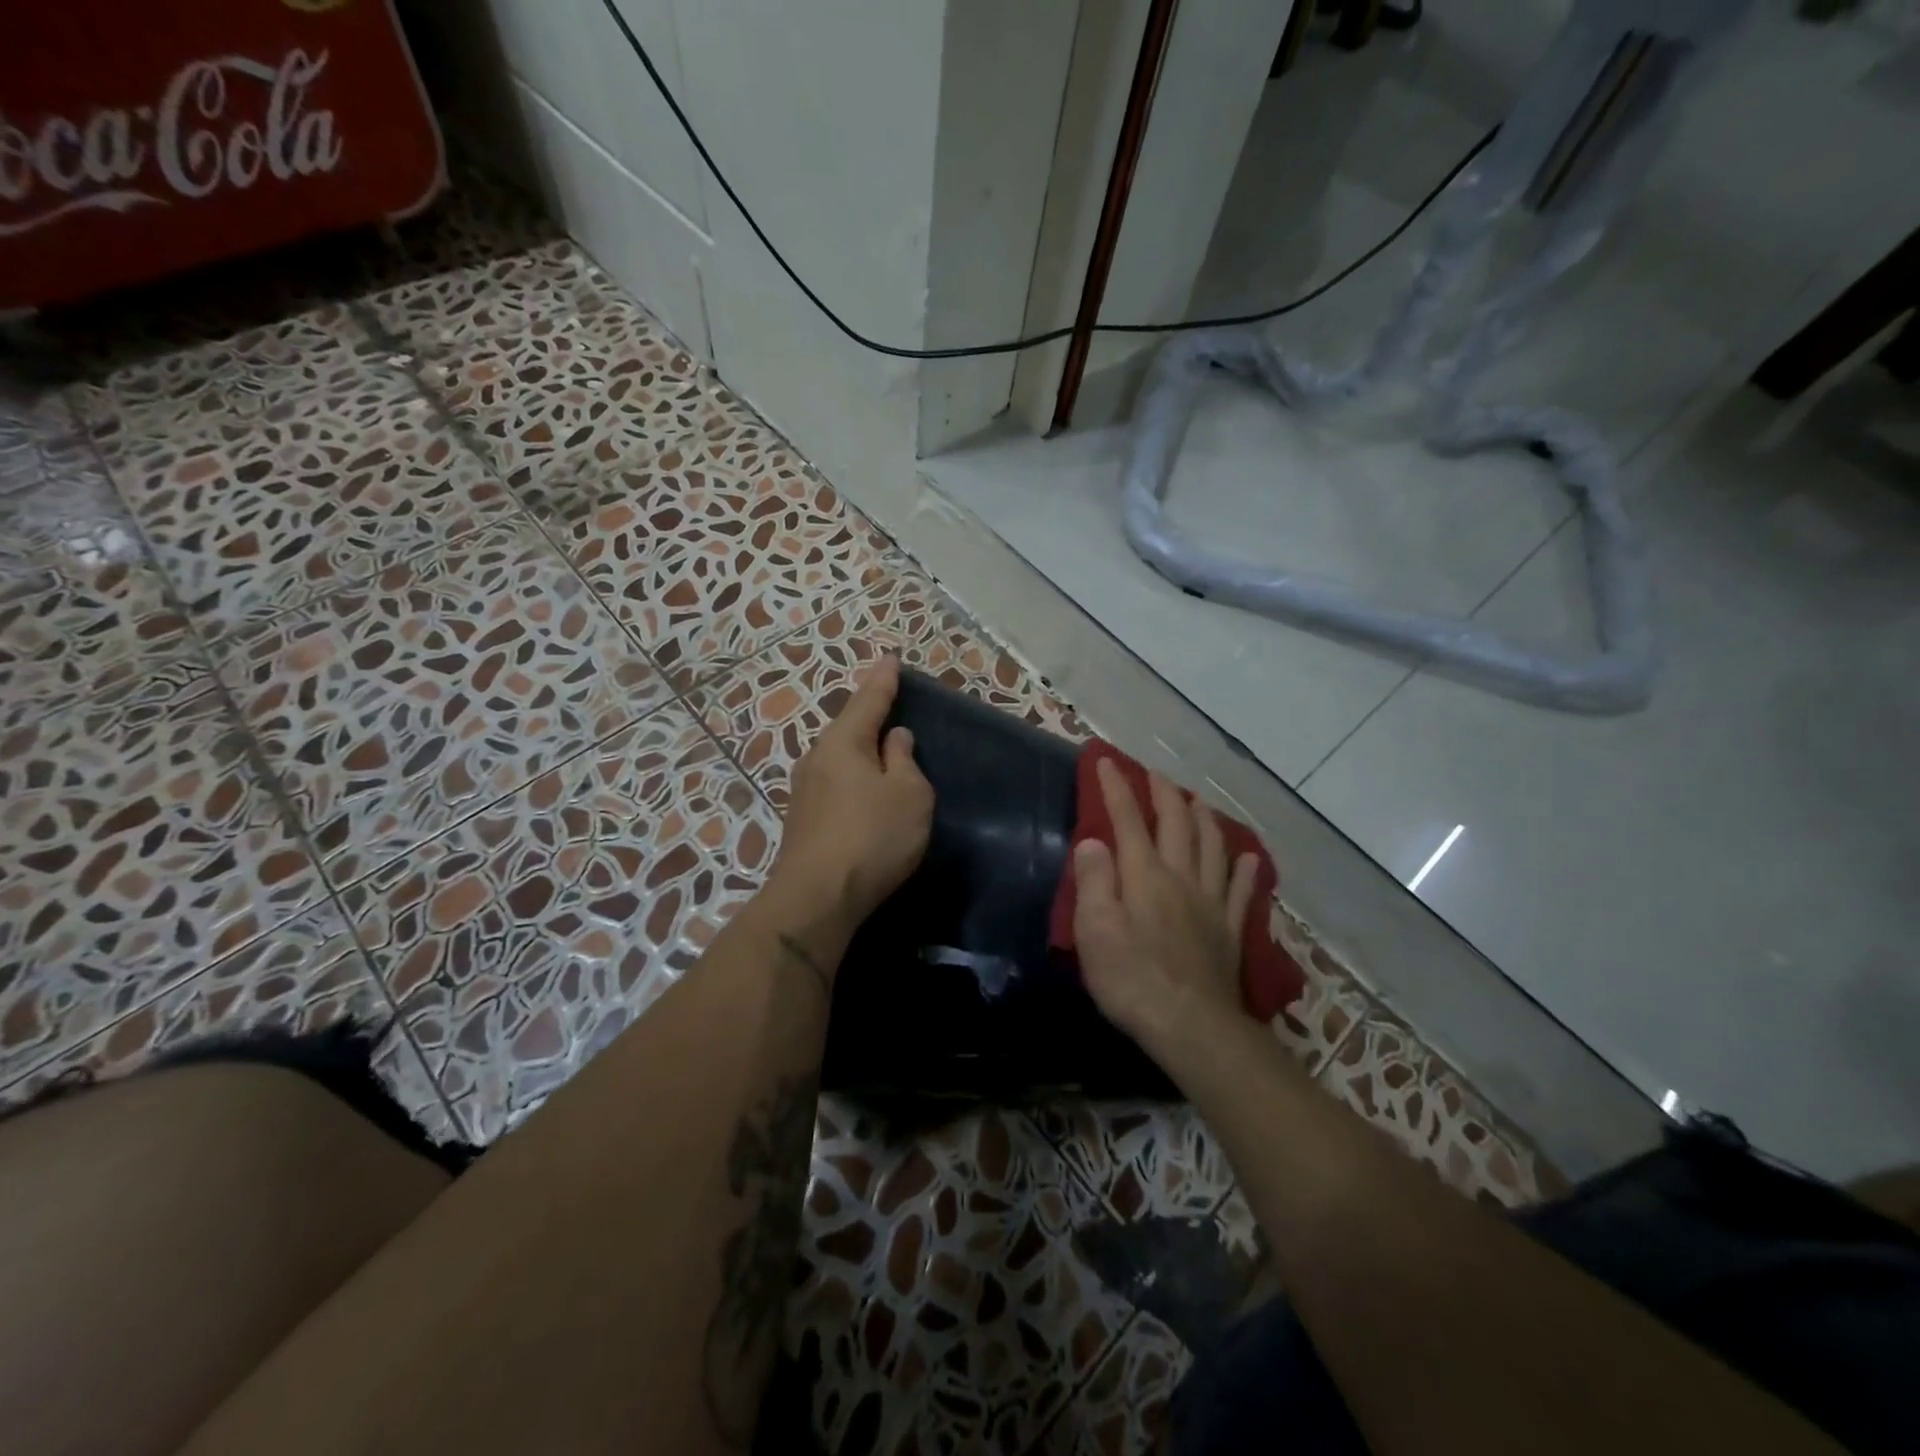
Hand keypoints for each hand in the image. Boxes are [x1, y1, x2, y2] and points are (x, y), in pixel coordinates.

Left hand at [766, 656, 934, 932]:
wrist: (816, 898)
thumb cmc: (872, 838)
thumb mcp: (909, 795)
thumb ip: (904, 761)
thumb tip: (895, 738)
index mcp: (844, 742)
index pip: (868, 700)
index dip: (884, 680)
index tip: (891, 659)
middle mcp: (817, 758)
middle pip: (849, 726)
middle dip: (869, 713)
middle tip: (889, 698)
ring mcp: (805, 789)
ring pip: (840, 756)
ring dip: (861, 748)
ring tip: (882, 744)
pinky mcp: (803, 818)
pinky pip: (835, 781)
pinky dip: (854, 774)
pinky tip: (864, 785)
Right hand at [1073, 759, 1261, 1054]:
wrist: (1191, 1026)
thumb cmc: (1132, 978)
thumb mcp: (1095, 930)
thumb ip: (1094, 880)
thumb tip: (1094, 840)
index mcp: (1145, 875)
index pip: (1128, 820)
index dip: (1116, 788)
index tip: (1106, 761)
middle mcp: (1181, 878)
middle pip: (1176, 824)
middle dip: (1164, 794)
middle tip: (1155, 774)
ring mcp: (1210, 903)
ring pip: (1212, 847)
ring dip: (1204, 818)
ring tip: (1197, 800)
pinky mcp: (1229, 930)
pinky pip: (1241, 890)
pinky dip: (1245, 869)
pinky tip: (1249, 856)